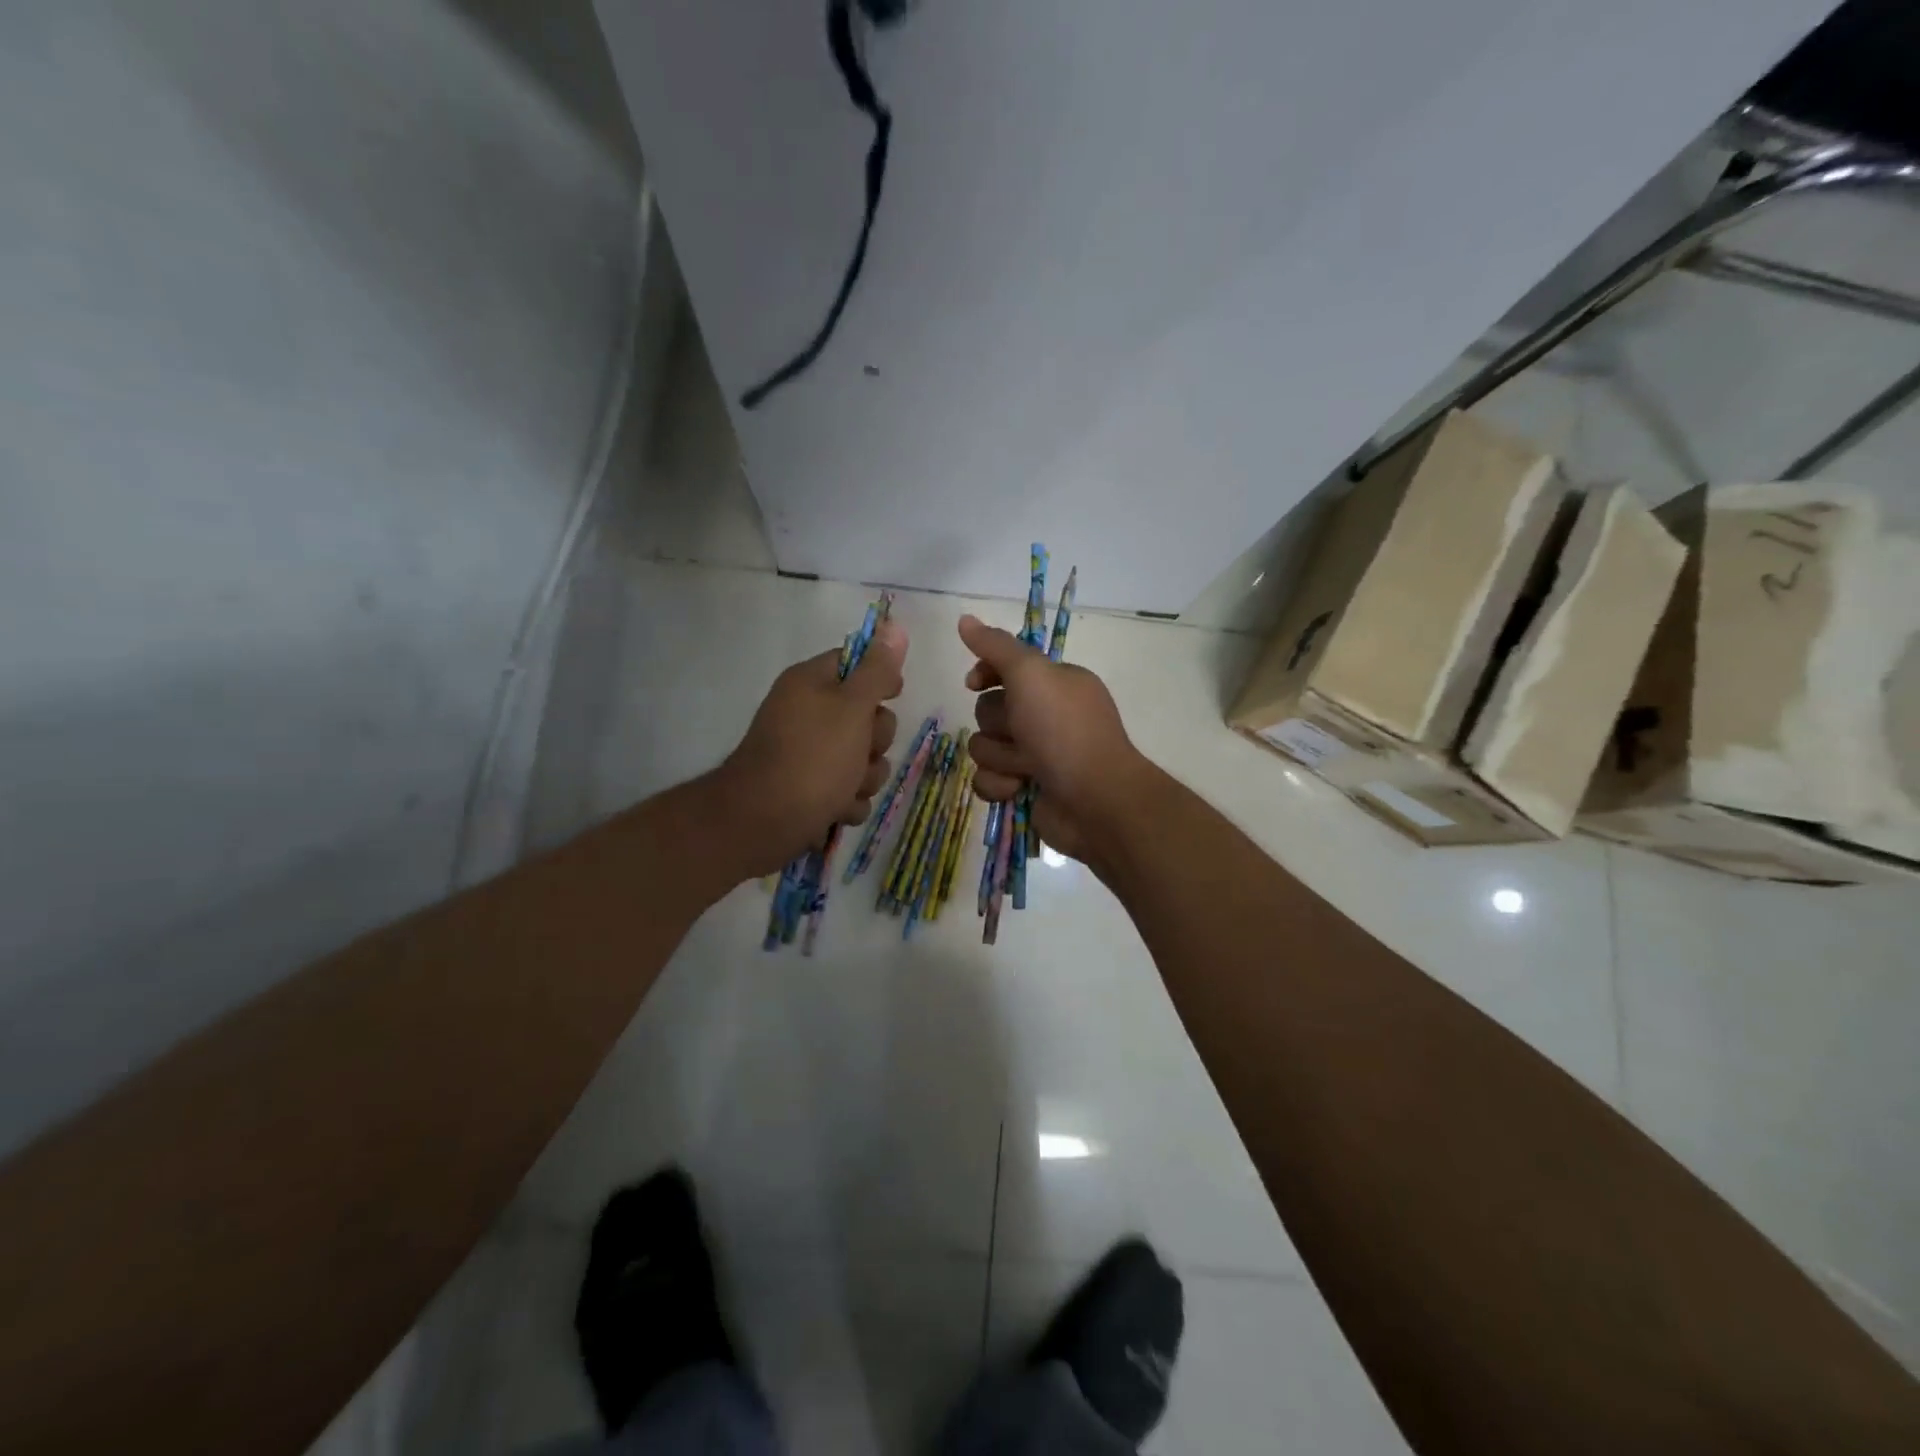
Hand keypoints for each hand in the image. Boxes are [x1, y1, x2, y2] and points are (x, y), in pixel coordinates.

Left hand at [708, 621, 906, 879]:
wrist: (763, 822)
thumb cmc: (813, 758)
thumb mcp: (852, 707)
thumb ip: (877, 671)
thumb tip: (894, 626)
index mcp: (811, 684)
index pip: (856, 663)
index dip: (880, 679)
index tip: (893, 695)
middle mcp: (807, 714)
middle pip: (866, 718)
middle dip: (875, 743)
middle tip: (862, 752)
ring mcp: (807, 755)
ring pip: (861, 761)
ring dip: (864, 779)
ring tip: (845, 789)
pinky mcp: (808, 791)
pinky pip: (846, 791)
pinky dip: (846, 803)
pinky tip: (834, 810)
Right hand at [958, 613, 1147, 868]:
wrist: (1094, 801)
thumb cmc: (1065, 731)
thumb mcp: (1032, 675)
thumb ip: (996, 646)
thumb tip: (964, 618)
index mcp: (1054, 684)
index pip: (1005, 668)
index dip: (985, 673)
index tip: (974, 682)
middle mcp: (1045, 716)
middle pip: (988, 710)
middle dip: (998, 725)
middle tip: (1023, 734)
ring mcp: (1035, 755)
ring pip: (984, 747)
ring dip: (1000, 758)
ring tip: (1027, 768)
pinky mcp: (1023, 788)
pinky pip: (987, 780)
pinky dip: (1000, 785)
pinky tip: (1019, 789)